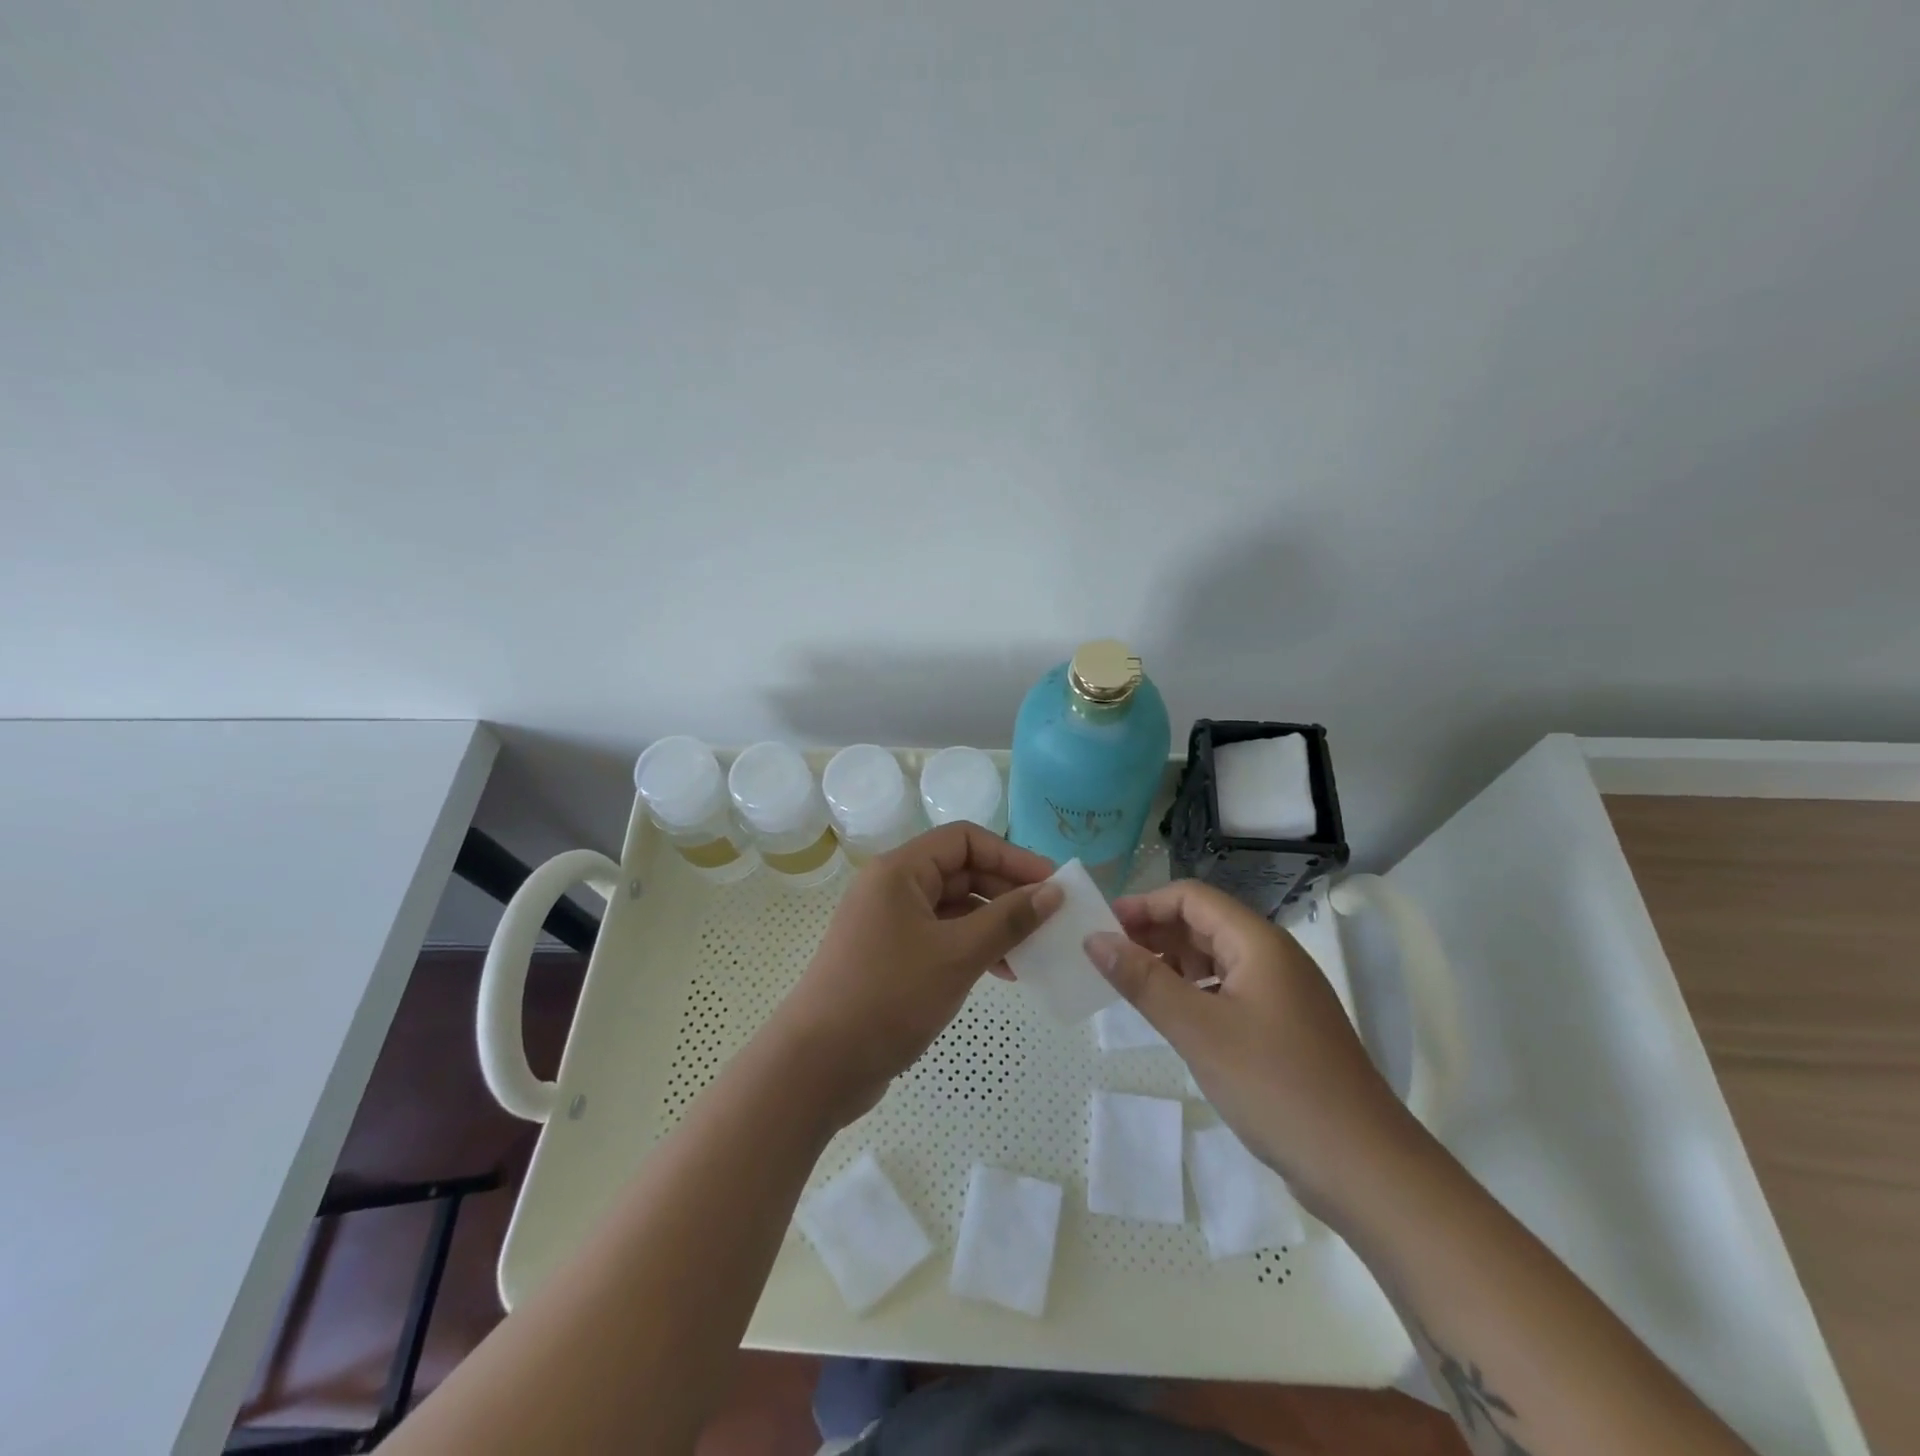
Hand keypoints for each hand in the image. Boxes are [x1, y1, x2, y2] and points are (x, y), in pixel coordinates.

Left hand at [769, 822, 1060, 1125]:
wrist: (818, 1065)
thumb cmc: (889, 995)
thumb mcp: (958, 954)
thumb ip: (1009, 920)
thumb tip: (1053, 891)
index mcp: (900, 870)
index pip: (965, 840)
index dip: (1012, 856)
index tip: (1053, 883)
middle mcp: (892, 887)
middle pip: (961, 871)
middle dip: (1008, 892)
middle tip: (1051, 919)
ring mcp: (889, 924)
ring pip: (954, 908)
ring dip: (995, 923)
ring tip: (1035, 950)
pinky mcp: (890, 957)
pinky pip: (941, 937)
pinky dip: (973, 947)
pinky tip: (1005, 972)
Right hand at [1087, 880, 1411, 1206]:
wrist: (1366, 1170)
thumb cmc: (1277, 1087)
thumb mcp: (1199, 1030)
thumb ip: (1143, 981)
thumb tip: (1093, 939)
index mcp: (1258, 943)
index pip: (1192, 898)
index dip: (1145, 904)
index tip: (1102, 927)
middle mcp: (1273, 958)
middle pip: (1204, 923)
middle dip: (1154, 932)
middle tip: (1107, 957)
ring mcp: (1282, 994)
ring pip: (1215, 959)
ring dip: (1172, 963)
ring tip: (1131, 985)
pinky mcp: (1283, 1029)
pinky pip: (1228, 991)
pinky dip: (1194, 993)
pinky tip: (1173, 1017)